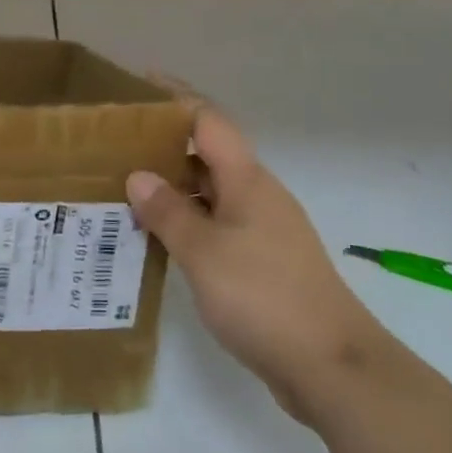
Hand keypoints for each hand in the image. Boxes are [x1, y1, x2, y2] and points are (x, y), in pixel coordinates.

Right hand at [126, 104, 386, 423]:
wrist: (333, 367)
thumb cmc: (264, 297)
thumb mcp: (204, 253)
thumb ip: (169, 212)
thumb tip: (139, 176)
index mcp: (246, 179)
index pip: (208, 120)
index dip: (175, 98)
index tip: (140, 85)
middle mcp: (257, 194)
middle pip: (208, 154)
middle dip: (166, 146)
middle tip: (118, 146)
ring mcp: (264, 229)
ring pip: (211, 193)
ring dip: (174, 189)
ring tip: (126, 191)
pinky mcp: (265, 262)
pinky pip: (218, 226)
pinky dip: (188, 223)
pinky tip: (160, 240)